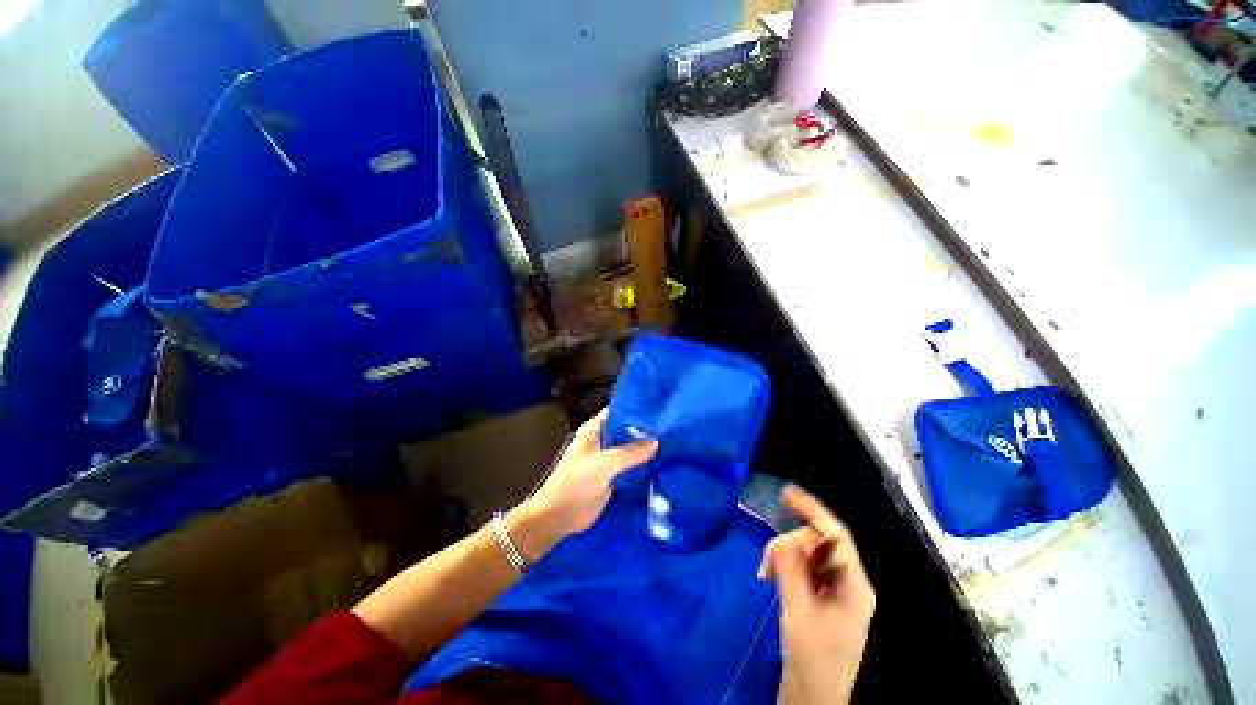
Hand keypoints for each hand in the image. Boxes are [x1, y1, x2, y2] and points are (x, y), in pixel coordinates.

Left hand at [508, 409, 657, 561]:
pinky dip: (643, 466)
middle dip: (645, 431)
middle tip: (671, 427)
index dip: (636, 410)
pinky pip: (631, 467)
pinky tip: (663, 463)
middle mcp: (602, 440)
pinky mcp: (613, 476)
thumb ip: (631, 452)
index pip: (618, 412)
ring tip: (673, 443)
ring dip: (645, 449)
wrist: (558, 518)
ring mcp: (607, 459)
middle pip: (626, 431)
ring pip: (630, 449)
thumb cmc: (576, 483)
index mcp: (594, 429)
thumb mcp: (605, 464)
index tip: (659, 409)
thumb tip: (657, 441)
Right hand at [759, 485, 875, 704]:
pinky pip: (806, 568)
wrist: (815, 698)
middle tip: (765, 563)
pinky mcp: (825, 598)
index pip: (837, 536)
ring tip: (766, 573)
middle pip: (819, 544)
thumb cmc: (811, 659)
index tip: (787, 492)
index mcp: (855, 586)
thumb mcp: (798, 613)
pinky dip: (788, 567)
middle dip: (789, 544)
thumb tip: (781, 538)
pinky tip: (773, 576)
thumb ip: (791, 570)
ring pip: (810, 555)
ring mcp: (839, 591)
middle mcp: (851, 583)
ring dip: (785, 556)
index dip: (813, 510)